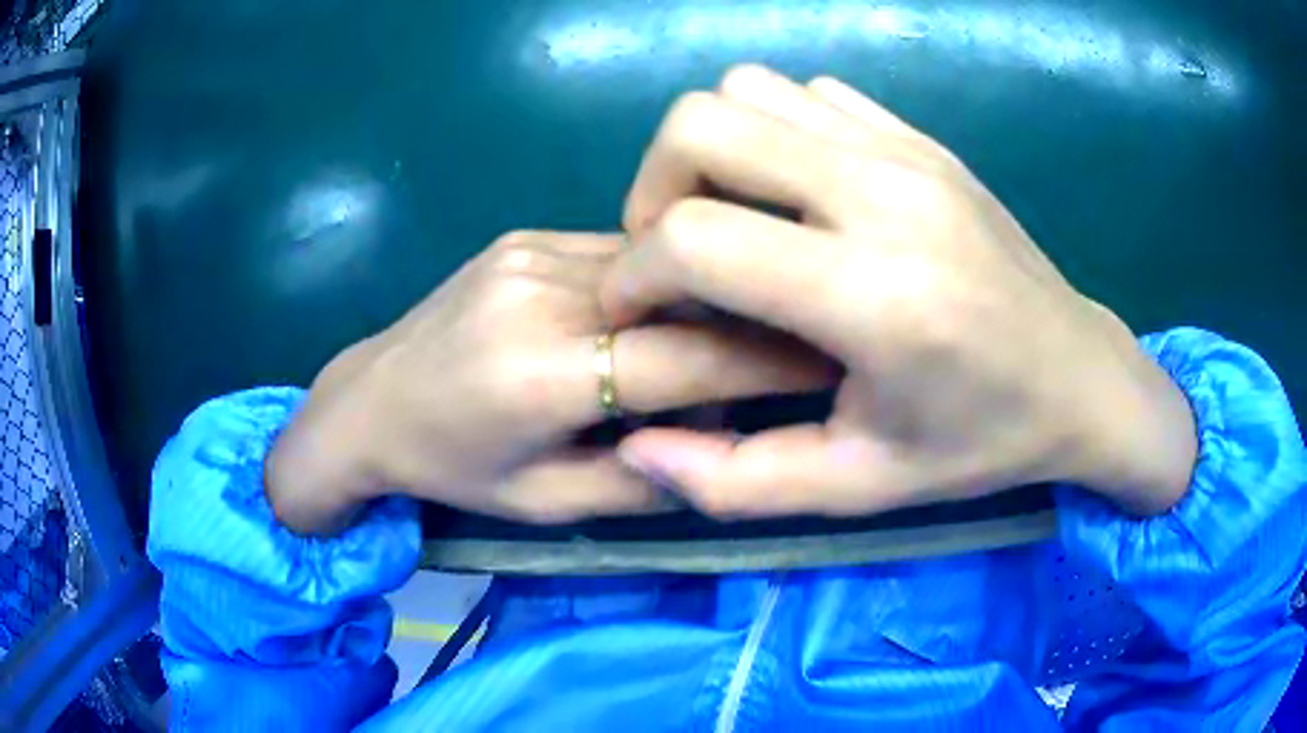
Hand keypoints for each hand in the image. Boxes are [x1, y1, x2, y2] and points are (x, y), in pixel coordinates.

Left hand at [266, 231, 833, 533]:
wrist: (368, 402)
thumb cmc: (452, 468)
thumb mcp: (547, 504)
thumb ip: (642, 477)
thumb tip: (719, 440)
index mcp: (543, 373)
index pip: (689, 357)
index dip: (768, 360)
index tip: (827, 362)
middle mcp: (542, 292)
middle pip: (680, 299)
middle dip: (741, 326)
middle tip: (780, 351)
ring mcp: (531, 251)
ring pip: (652, 268)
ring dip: (692, 301)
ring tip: (701, 340)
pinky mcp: (523, 236)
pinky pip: (612, 252)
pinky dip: (646, 284)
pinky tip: (638, 315)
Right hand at [603, 66, 1197, 518]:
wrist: (1080, 379)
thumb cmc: (979, 444)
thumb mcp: (858, 489)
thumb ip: (736, 482)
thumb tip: (635, 447)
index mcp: (875, 297)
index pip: (694, 238)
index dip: (634, 273)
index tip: (635, 311)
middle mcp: (884, 195)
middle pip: (702, 124)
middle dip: (653, 188)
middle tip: (674, 254)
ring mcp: (905, 150)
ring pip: (747, 89)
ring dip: (710, 151)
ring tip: (731, 219)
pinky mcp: (920, 137)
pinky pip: (807, 94)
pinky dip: (770, 131)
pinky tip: (795, 195)